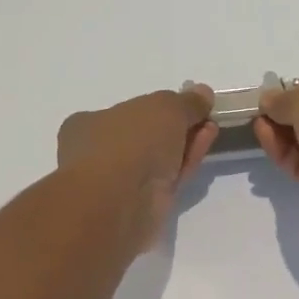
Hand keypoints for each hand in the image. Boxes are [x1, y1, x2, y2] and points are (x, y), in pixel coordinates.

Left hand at [57, 87, 218, 251]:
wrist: (121, 201)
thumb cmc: (131, 142)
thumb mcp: (164, 107)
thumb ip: (186, 101)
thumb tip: (203, 93)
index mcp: (88, 125)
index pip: (125, 113)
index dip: (156, 107)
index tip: (186, 104)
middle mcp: (100, 154)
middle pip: (145, 136)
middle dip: (176, 126)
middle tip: (203, 116)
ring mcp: (120, 183)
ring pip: (158, 159)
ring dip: (185, 142)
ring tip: (211, 128)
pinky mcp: (142, 205)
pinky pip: (168, 178)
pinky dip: (186, 162)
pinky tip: (204, 147)